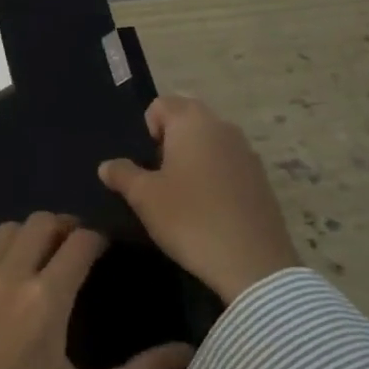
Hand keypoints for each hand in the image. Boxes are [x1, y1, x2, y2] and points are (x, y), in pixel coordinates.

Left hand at [0, 212, 194, 368]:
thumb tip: (186, 351)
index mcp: (46, 299)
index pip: (79, 243)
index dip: (97, 238)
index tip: (104, 248)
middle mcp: (7, 277)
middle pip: (39, 223)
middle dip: (62, 227)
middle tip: (73, 247)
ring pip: (2, 233)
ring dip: (25, 237)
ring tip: (36, 259)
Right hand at [98, 95, 299, 304]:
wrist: (252, 263)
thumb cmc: (190, 219)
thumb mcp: (144, 197)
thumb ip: (122, 174)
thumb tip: (107, 165)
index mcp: (193, 122)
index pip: (161, 105)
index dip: (145, 130)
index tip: (144, 164)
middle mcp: (223, 127)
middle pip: (186, 121)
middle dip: (167, 143)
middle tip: (157, 180)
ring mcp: (247, 152)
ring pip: (208, 144)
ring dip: (191, 161)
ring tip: (180, 197)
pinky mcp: (261, 179)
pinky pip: (227, 165)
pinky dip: (213, 178)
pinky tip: (207, 210)